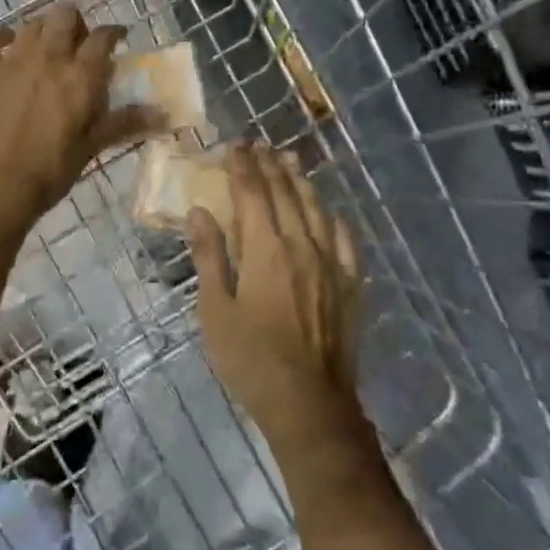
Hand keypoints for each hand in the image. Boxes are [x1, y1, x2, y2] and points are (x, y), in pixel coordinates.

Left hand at [0, 3, 158, 227]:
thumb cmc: (52, 168)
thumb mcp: (93, 145)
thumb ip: (126, 122)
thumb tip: (164, 115)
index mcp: (81, 74)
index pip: (103, 36)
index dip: (114, 32)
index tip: (118, 38)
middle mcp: (49, 56)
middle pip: (65, 15)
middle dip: (76, 22)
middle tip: (79, 42)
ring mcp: (14, 59)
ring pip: (33, 23)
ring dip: (45, 29)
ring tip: (48, 47)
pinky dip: (7, 38)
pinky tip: (10, 49)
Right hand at [187, 143, 366, 455]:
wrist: (309, 404)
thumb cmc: (251, 360)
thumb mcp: (216, 311)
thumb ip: (209, 257)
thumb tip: (199, 212)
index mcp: (266, 249)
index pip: (253, 192)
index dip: (243, 166)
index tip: (236, 145)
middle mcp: (302, 244)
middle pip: (285, 193)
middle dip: (270, 166)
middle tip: (259, 145)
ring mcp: (332, 262)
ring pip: (316, 209)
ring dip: (300, 182)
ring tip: (290, 162)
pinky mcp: (351, 284)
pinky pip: (345, 238)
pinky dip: (333, 217)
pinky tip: (329, 211)